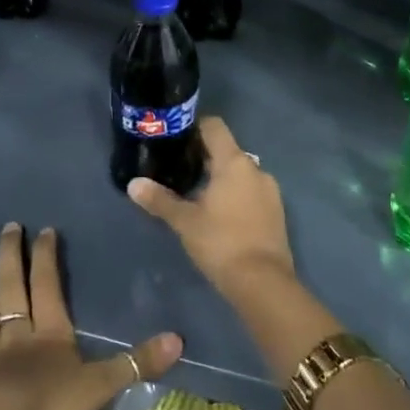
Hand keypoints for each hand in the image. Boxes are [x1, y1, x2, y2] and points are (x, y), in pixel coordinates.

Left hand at [0, 222, 180, 409]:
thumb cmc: (45, 404)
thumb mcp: (98, 385)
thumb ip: (135, 363)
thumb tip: (179, 339)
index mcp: (49, 333)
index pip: (48, 286)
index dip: (46, 257)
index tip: (43, 229)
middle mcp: (15, 333)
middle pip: (12, 288)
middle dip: (11, 256)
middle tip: (7, 226)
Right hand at [128, 116, 294, 299]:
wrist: (263, 282)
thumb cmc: (221, 243)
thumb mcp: (185, 222)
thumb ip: (159, 200)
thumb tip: (133, 184)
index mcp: (234, 162)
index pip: (214, 126)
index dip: (195, 127)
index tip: (176, 139)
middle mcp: (255, 168)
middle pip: (227, 150)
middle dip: (204, 156)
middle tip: (179, 170)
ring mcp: (270, 189)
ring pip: (240, 172)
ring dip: (221, 177)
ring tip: (197, 194)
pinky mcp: (276, 210)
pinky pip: (252, 190)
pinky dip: (236, 194)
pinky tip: (220, 214)